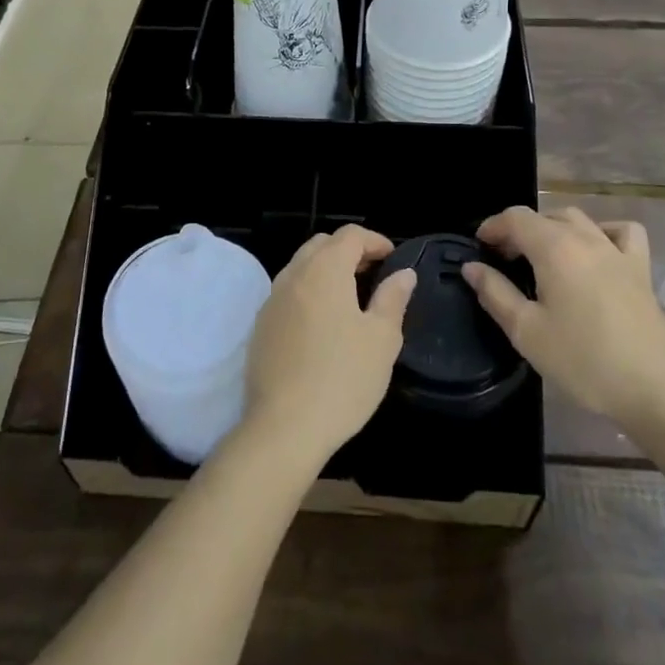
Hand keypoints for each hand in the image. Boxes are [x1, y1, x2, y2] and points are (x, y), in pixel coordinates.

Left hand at [243, 226, 414, 466]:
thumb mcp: (381, 340)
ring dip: (326, 271)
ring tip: (351, 298)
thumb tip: (403, 273)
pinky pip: (288, 293)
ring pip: (301, 267)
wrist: (283, 428)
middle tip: (373, 274)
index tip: (393, 259)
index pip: (350, 235)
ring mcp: (272, 300)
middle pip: (322, 245)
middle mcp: (293, 275)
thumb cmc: (342, 379)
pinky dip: (308, 292)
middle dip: (349, 251)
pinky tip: (323, 324)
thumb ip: (392, 299)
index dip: (375, 240)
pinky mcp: (261, 326)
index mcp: (324, 271)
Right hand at [464, 207, 664, 438]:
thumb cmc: (583, 361)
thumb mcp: (527, 332)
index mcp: (554, 248)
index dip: (493, 226)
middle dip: (519, 230)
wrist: (655, 389)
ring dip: (554, 228)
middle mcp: (586, 238)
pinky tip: (594, 253)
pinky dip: (603, 232)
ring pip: (579, 219)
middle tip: (504, 260)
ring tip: (542, 256)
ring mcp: (617, 251)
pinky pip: (622, 232)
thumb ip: (495, 293)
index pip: (516, 218)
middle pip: (545, 216)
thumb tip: (472, 267)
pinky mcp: (641, 269)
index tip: (479, 247)